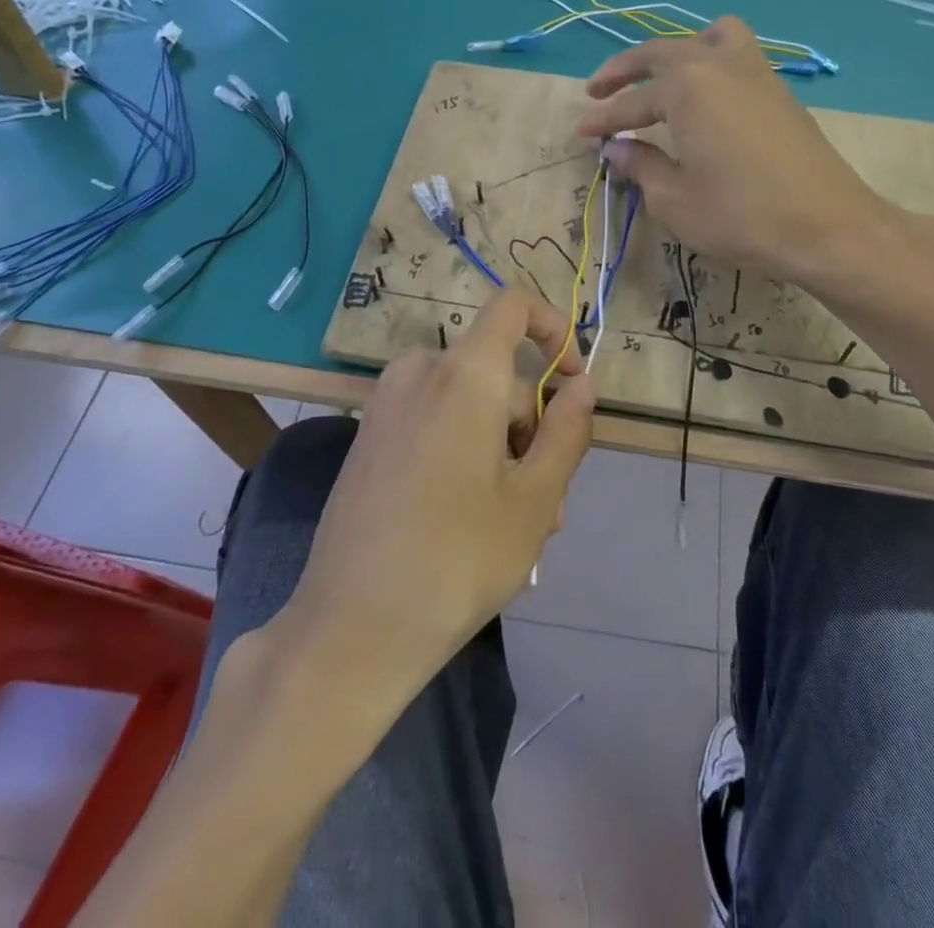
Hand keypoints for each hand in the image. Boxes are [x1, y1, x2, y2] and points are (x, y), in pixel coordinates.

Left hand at [289, 289, 595, 689]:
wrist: (351, 628)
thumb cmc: (457, 559)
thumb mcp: (534, 499)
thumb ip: (566, 430)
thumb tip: (582, 385)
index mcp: (463, 374)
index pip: (512, 305)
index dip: (553, 328)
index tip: (572, 381)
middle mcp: (419, 372)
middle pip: (497, 374)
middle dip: (531, 427)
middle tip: (550, 502)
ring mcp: (386, 403)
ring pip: (468, 404)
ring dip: (502, 449)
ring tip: (516, 524)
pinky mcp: (369, 435)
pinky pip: (434, 420)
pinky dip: (464, 450)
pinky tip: (471, 517)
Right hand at [575, 17, 933, 298]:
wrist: (828, 226)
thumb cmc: (742, 216)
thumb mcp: (676, 201)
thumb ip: (642, 167)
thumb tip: (618, 149)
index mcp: (686, 88)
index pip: (631, 101)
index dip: (602, 119)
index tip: (580, 132)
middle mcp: (718, 65)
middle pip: (661, 53)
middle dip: (624, 70)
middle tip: (598, 91)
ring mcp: (755, 72)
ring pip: (708, 37)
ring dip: (677, 50)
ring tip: (662, 77)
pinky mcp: (779, 90)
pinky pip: (737, 53)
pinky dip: (711, 60)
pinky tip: (707, 97)